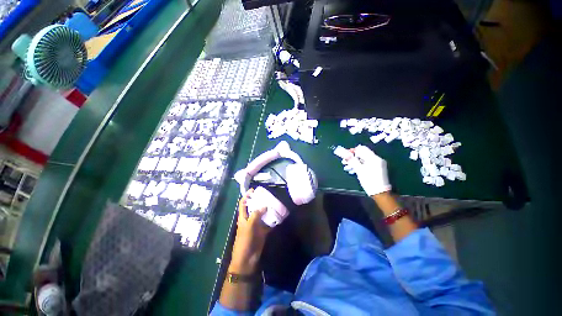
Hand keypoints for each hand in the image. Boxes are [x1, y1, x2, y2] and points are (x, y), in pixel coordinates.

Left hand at [229, 189, 270, 274]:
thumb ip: (256, 214)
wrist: (247, 258)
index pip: (243, 203)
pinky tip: (279, 216)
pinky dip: (273, 220)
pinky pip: (268, 223)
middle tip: (267, 195)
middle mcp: (250, 219)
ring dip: (267, 210)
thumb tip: (264, 206)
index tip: (254, 190)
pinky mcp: (263, 231)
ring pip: (262, 215)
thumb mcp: (249, 226)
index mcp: (243, 217)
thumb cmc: (245, 240)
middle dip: (259, 201)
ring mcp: (257, 225)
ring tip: (274, 203)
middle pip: (254, 207)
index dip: (247, 196)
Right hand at [342, 145, 391, 195]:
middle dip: (352, 158)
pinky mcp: (376, 169)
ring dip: (354, 163)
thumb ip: (352, 160)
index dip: (352, 151)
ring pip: (363, 160)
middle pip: (362, 154)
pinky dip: (359, 166)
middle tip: (344, 162)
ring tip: (347, 168)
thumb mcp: (359, 170)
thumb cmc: (369, 180)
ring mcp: (377, 164)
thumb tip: (344, 152)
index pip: (361, 149)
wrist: (380, 193)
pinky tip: (353, 170)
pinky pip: (366, 164)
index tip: (345, 155)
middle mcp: (376, 159)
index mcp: (373, 158)